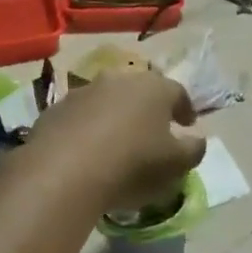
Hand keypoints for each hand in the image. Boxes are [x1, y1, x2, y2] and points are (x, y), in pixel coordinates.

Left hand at [27, 71, 206, 211]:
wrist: (64, 172)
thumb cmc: (132, 164)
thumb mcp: (176, 164)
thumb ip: (193, 150)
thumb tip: (197, 140)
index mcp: (154, 88)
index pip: (177, 92)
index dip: (185, 109)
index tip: (188, 125)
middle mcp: (118, 80)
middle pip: (140, 91)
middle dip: (148, 110)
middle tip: (153, 132)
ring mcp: (83, 92)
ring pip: (107, 102)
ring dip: (115, 118)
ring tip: (118, 145)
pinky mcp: (54, 110)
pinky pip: (79, 118)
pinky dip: (87, 130)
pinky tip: (87, 153)